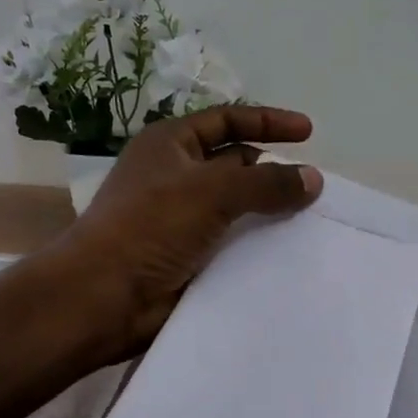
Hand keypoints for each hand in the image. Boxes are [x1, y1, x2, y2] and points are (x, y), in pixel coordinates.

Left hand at [59, 106, 321, 359]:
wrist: (104, 297)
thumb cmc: (150, 227)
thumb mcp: (212, 191)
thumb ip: (267, 182)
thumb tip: (313, 178)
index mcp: (170, 144)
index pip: (226, 120)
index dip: (268, 122)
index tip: (309, 132)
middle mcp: (175, 176)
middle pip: (234, 163)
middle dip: (271, 170)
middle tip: (313, 186)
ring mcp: (180, 218)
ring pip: (236, 206)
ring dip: (268, 210)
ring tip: (311, 219)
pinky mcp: (187, 256)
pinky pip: (231, 241)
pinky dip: (257, 243)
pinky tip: (287, 251)